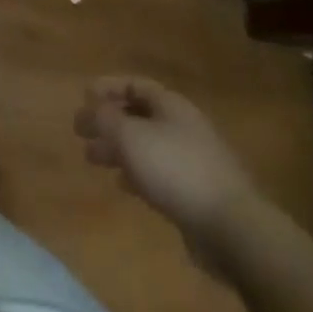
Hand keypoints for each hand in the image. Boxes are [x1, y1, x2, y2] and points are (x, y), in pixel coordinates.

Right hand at [75, 76, 262, 268]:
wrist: (232, 227)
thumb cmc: (176, 169)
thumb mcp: (130, 136)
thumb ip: (104, 118)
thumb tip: (90, 110)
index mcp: (171, 106)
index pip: (135, 84)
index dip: (107, 87)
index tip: (83, 96)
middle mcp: (183, 127)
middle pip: (139, 116)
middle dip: (108, 121)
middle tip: (81, 132)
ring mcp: (192, 160)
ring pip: (146, 146)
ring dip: (118, 149)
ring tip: (92, 158)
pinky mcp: (196, 193)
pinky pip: (159, 173)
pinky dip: (136, 173)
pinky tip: (123, 185)